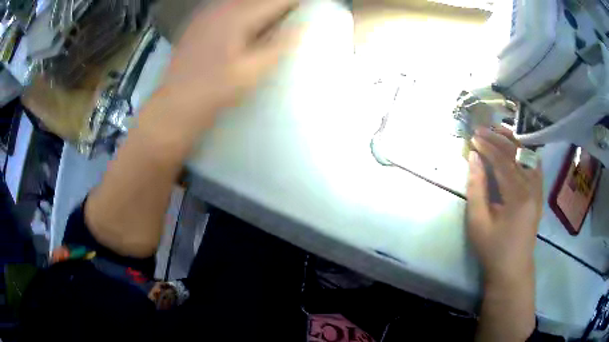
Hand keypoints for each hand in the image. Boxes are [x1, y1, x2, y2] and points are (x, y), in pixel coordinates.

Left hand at [142, 0, 299, 139]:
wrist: (175, 105)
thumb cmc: (215, 91)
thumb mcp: (252, 71)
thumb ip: (280, 45)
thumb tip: (303, 26)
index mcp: (236, 16)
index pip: (275, 1)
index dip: (293, 3)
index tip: (308, 8)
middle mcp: (221, 8)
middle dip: (278, 5)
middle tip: (294, 14)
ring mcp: (207, 14)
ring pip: (243, 1)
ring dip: (263, 7)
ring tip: (276, 19)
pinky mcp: (199, 22)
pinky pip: (228, 7)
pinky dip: (245, 11)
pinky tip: (249, 25)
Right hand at [467, 126, 542, 284]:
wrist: (513, 268)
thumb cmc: (493, 249)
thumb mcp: (478, 222)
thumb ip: (476, 187)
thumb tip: (474, 158)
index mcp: (518, 196)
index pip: (503, 161)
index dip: (487, 146)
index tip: (473, 137)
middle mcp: (533, 187)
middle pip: (516, 154)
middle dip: (498, 138)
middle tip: (481, 129)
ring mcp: (538, 189)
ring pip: (527, 155)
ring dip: (512, 141)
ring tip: (497, 131)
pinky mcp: (539, 193)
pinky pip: (534, 164)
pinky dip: (524, 152)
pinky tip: (516, 147)